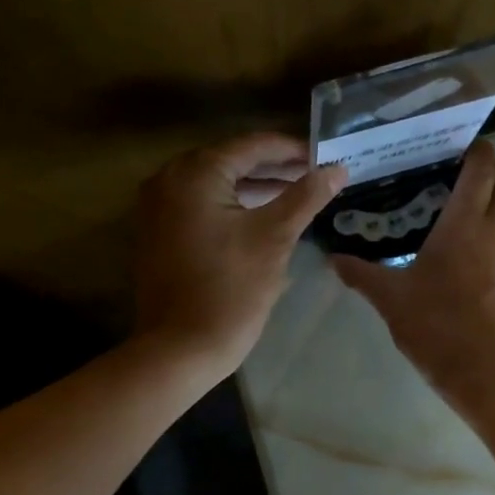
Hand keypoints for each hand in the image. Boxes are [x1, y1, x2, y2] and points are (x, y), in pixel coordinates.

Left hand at [134, 132, 346, 379]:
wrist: (180, 348)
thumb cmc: (231, 290)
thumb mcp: (274, 238)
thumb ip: (306, 197)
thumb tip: (337, 169)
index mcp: (195, 172)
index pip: (252, 145)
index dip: (292, 150)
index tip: (324, 157)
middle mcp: (168, 179)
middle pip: (231, 162)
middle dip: (274, 168)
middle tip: (313, 176)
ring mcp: (157, 208)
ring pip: (215, 186)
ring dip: (254, 189)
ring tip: (295, 196)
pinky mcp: (157, 234)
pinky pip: (199, 207)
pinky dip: (230, 207)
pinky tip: (260, 219)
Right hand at [332, 141, 494, 416]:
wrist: (493, 378)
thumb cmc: (438, 330)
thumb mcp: (391, 302)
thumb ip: (362, 275)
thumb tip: (334, 258)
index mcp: (465, 224)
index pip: (483, 165)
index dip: (476, 150)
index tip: (459, 152)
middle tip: (469, 187)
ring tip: (468, 253)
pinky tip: (485, 294)